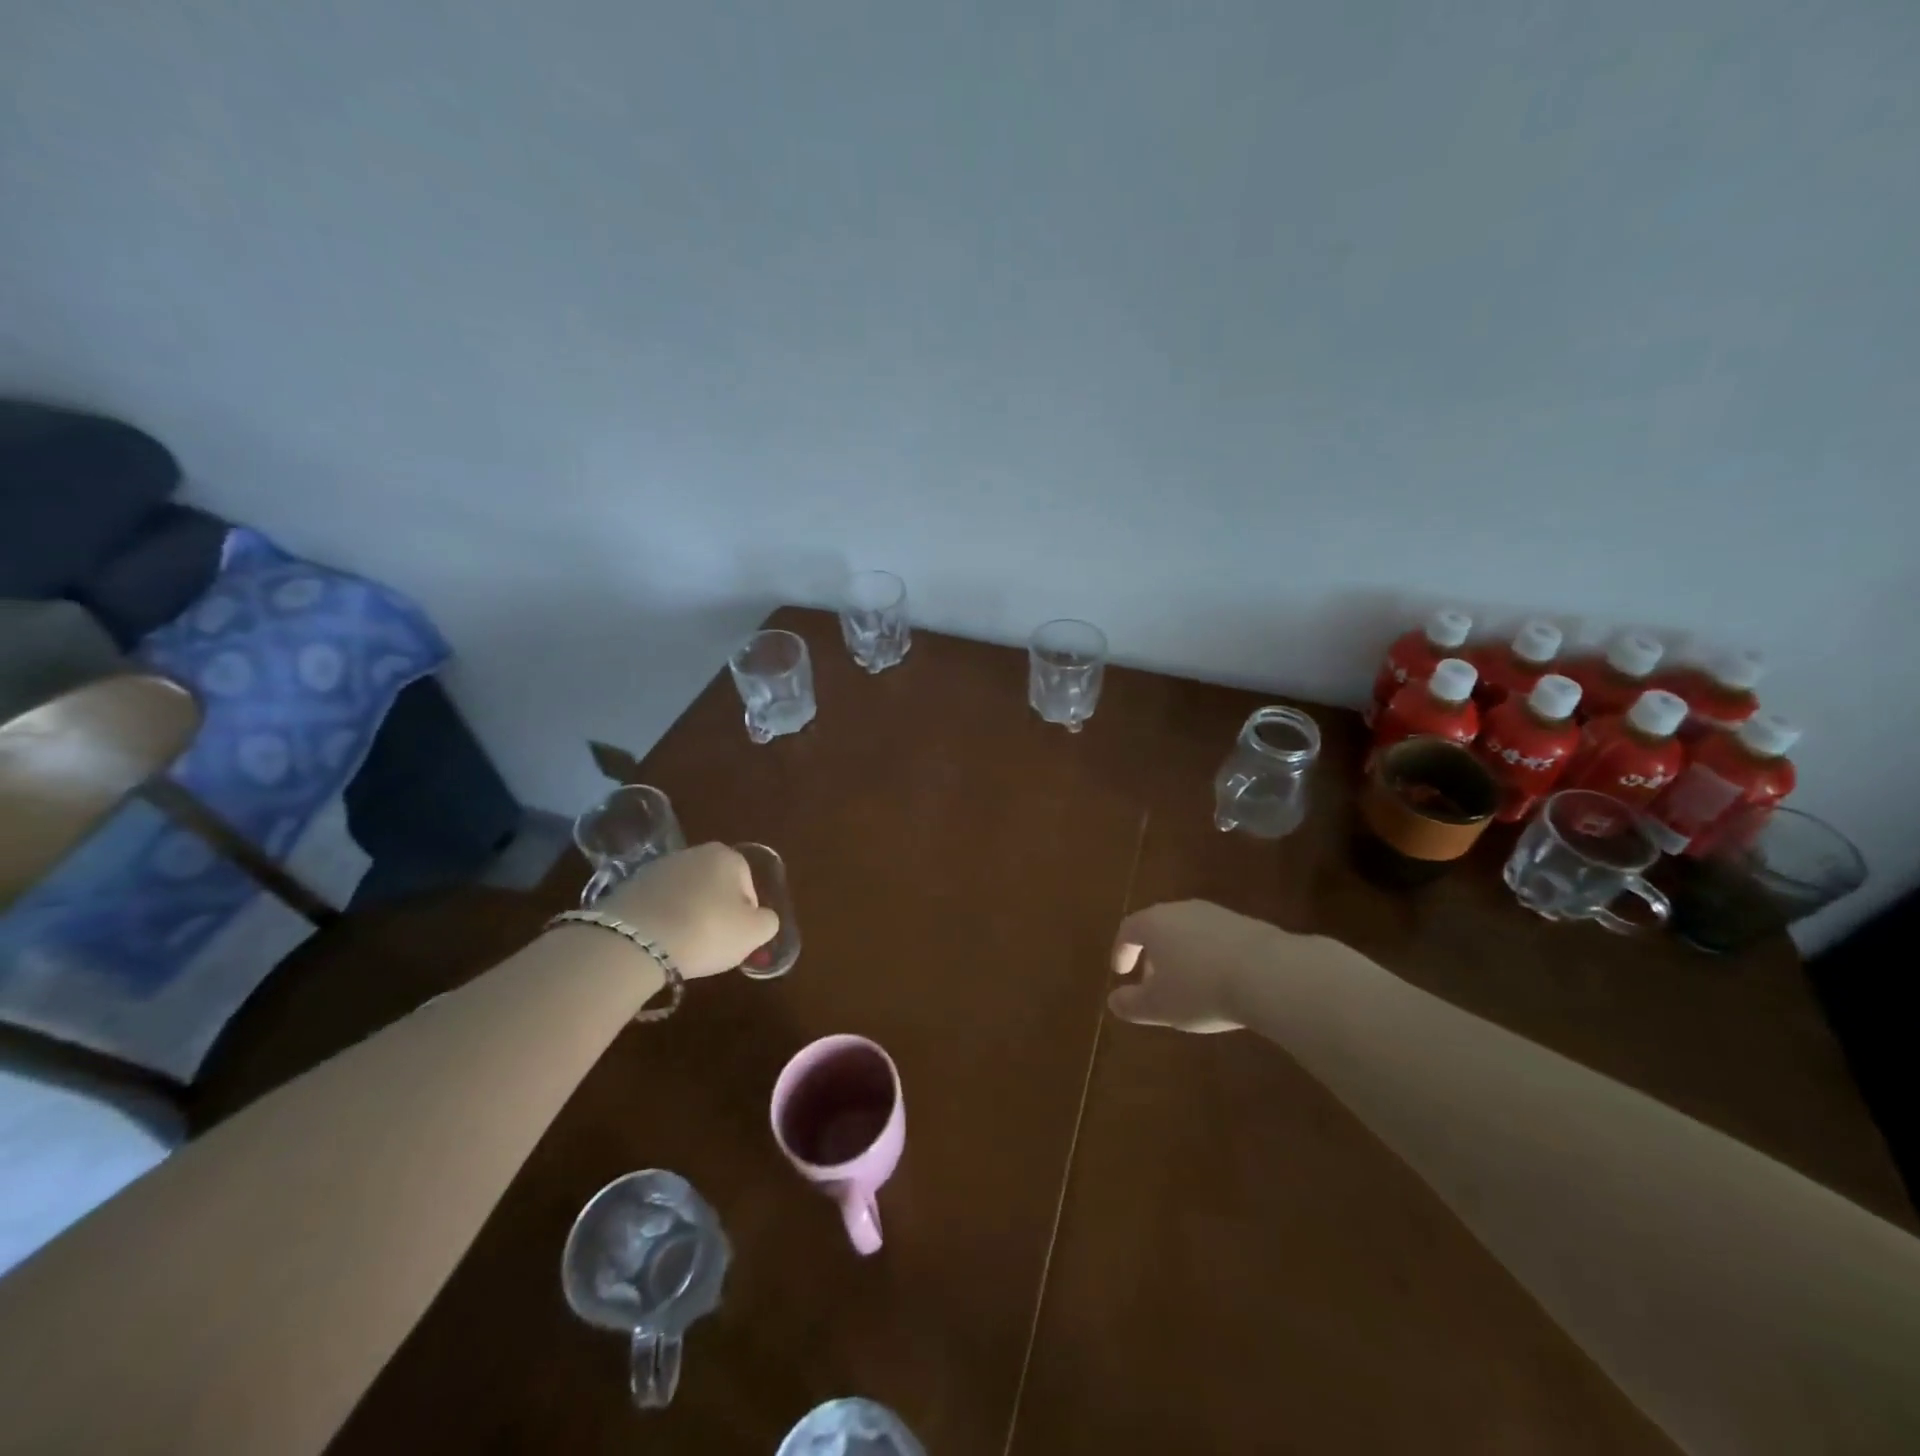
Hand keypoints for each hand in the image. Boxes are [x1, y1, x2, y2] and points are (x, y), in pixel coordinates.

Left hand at [598, 843, 779, 979]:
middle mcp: (693, 852)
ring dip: (687, 915)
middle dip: (715, 911)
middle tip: (711, 942)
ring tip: (681, 945)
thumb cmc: (707, 930)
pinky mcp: (628, 886)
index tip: (735, 938)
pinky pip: (656, 905)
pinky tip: (657, 942)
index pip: (748, 886)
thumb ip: (767, 922)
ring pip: (684, 895)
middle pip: (715, 886)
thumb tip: (760, 918)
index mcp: (727, 856)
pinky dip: (660, 920)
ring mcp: (657, 867)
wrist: (636, 940)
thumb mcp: (754, 933)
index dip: (746, 915)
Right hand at [1109, 900, 1285, 1033]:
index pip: (1128, 930)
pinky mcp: (1247, 924)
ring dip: (1182, 955)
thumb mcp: (1160, 1006)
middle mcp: (1182, 910)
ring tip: (1188, 985)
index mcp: (1154, 923)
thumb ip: (1131, 1004)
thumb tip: (1113, 1001)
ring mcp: (1216, 914)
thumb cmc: (1201, 989)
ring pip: (1189, 932)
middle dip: (1152, 954)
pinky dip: (1209, 956)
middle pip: (1159, 927)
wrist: (1269, 974)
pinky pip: (1216, 939)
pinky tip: (1221, 982)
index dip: (1121, 951)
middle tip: (1153, 982)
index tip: (1121, 973)